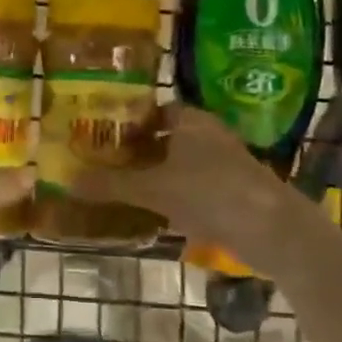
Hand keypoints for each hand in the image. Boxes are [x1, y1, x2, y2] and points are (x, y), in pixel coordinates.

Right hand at [70, 105, 294, 272]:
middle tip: (103, 163)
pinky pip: (193, 188)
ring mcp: (223, 164)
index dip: (127, 121)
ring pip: (179, 164)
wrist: (273, 230)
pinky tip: (152, 214)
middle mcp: (207, 134)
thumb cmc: (210, 192)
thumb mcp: (153, 188)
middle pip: (164, 138)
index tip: (100, 135)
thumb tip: (68, 180)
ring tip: (121, 189)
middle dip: (137, 151)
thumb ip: (112, 184)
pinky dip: (173, 197)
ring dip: (155, 175)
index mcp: (190, 119)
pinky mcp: (233, 192)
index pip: (152, 110)